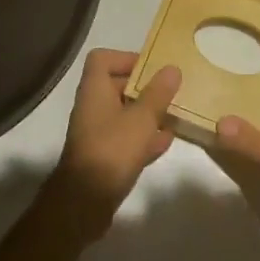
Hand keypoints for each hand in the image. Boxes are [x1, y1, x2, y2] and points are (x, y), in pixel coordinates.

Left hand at [47, 49, 181, 238]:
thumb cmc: (112, 150)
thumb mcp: (142, 119)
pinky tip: (166, 142)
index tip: (152, 67)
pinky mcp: (105, 156)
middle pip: (118, 86)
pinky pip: (126, 138)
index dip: (126, 58)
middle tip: (172, 92)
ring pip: (125, 114)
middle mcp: (93, 107)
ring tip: (174, 115)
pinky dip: (144, 137)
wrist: (85, 202)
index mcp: (95, 90)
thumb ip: (158, 93)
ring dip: (148, 114)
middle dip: (146, 88)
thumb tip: (172, 68)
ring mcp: (97, 133)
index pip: (102, 59)